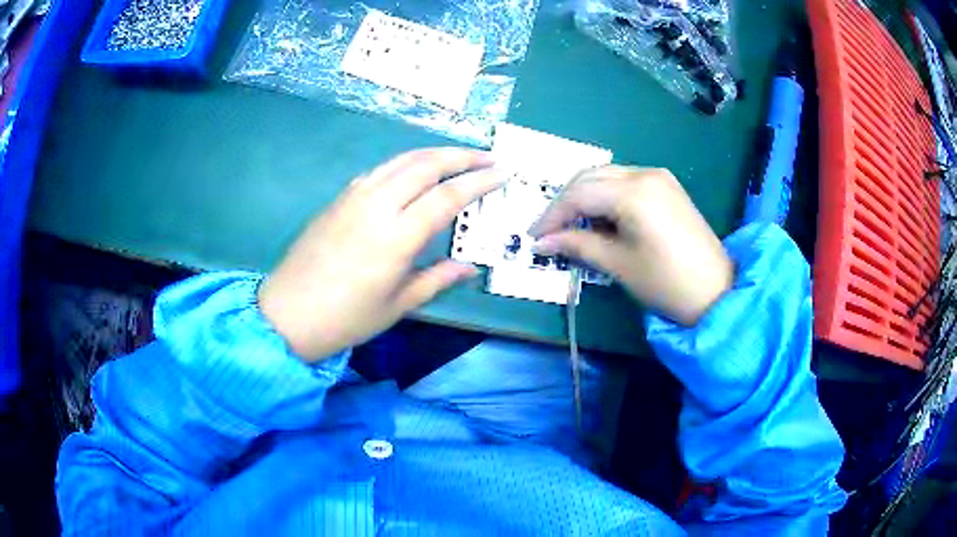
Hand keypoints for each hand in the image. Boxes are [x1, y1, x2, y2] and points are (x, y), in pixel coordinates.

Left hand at [259, 148, 502, 361]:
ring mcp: (354, 197)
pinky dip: (404, 163)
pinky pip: (379, 170)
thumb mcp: (397, 305)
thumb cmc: (345, 318)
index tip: (503, 172)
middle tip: (488, 155)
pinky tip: (414, 172)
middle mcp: (377, 205)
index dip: (479, 181)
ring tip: (459, 156)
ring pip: (401, 160)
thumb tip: (470, 267)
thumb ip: (437, 279)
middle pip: (426, 165)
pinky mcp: (339, 198)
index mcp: (396, 236)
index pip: (447, 196)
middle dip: (462, 156)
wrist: (287, 314)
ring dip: (434, 153)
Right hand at [529, 166, 732, 325]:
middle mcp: (645, 173)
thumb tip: (542, 242)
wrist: (716, 291)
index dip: (552, 215)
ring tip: (573, 227)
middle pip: (590, 177)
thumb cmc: (666, 282)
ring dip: (585, 197)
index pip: (578, 194)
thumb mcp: (618, 264)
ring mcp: (659, 176)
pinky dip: (606, 196)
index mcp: (633, 192)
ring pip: (606, 175)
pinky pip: (625, 181)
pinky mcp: (667, 186)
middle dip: (565, 203)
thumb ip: (577, 245)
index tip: (535, 237)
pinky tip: (602, 219)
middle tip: (550, 232)